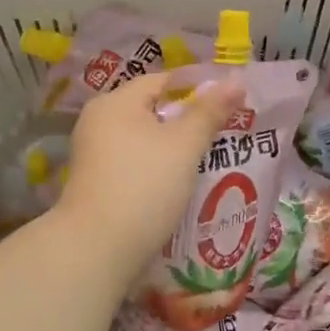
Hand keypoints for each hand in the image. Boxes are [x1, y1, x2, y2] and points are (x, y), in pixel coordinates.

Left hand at [54, 71, 244, 276]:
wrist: (96, 250)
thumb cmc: (144, 186)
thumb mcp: (184, 146)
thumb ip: (209, 111)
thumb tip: (235, 80)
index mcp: (115, 102)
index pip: (162, 81)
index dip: (197, 87)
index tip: (229, 102)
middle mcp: (98, 121)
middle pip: (152, 110)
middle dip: (187, 120)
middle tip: (224, 131)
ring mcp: (94, 153)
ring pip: (144, 139)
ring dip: (173, 147)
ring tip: (208, 158)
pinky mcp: (96, 182)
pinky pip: (134, 162)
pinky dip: (157, 167)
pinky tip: (179, 183)